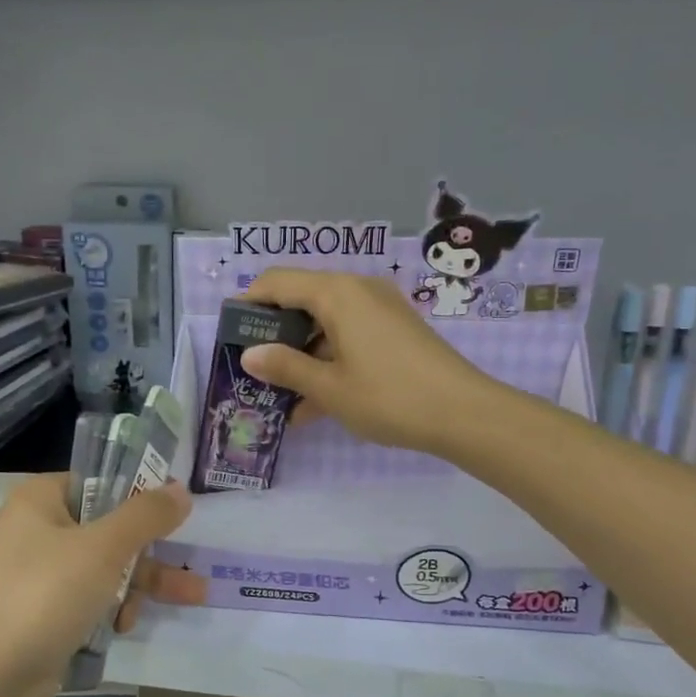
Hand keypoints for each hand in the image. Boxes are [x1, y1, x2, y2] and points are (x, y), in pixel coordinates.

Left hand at [0, 473, 189, 696]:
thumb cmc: (43, 596)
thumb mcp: (103, 548)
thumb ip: (146, 516)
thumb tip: (181, 490)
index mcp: (41, 500)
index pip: (100, 482)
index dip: (140, 493)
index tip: (178, 510)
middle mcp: (38, 531)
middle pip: (109, 528)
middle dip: (151, 549)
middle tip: (192, 559)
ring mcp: (40, 576)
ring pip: (105, 567)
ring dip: (141, 582)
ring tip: (191, 597)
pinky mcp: (45, 615)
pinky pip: (90, 600)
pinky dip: (112, 608)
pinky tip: (124, 626)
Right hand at [238, 268, 495, 454]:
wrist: (466, 413)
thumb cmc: (389, 397)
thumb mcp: (328, 387)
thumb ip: (285, 367)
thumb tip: (250, 355)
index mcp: (336, 293)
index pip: (276, 282)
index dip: (247, 304)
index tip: (229, 335)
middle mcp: (357, 290)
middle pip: (301, 300)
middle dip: (274, 334)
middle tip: (253, 369)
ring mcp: (380, 309)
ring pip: (325, 322)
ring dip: (301, 354)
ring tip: (280, 395)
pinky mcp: (395, 330)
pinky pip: (349, 336)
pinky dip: (328, 360)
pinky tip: (313, 404)